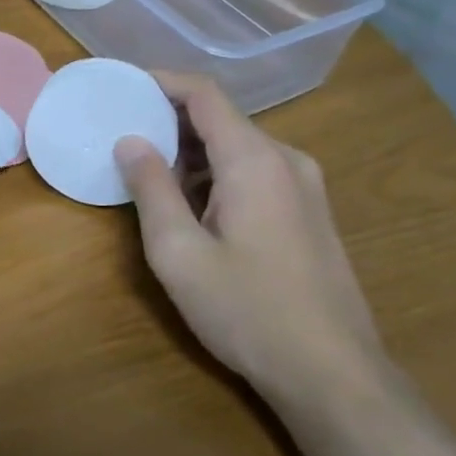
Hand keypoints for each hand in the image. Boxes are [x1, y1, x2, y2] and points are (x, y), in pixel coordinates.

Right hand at [113, 75, 387, 405]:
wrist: (333, 374)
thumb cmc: (247, 310)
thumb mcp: (178, 252)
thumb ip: (151, 189)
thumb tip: (130, 141)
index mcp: (254, 160)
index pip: (204, 95)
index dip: (161, 82)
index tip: (122, 86)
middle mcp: (287, 161)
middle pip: (222, 119)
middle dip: (170, 120)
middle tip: (122, 134)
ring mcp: (305, 188)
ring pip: (238, 148)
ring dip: (191, 152)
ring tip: (147, 172)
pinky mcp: (310, 214)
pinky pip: (255, 173)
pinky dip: (216, 174)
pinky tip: (191, 206)